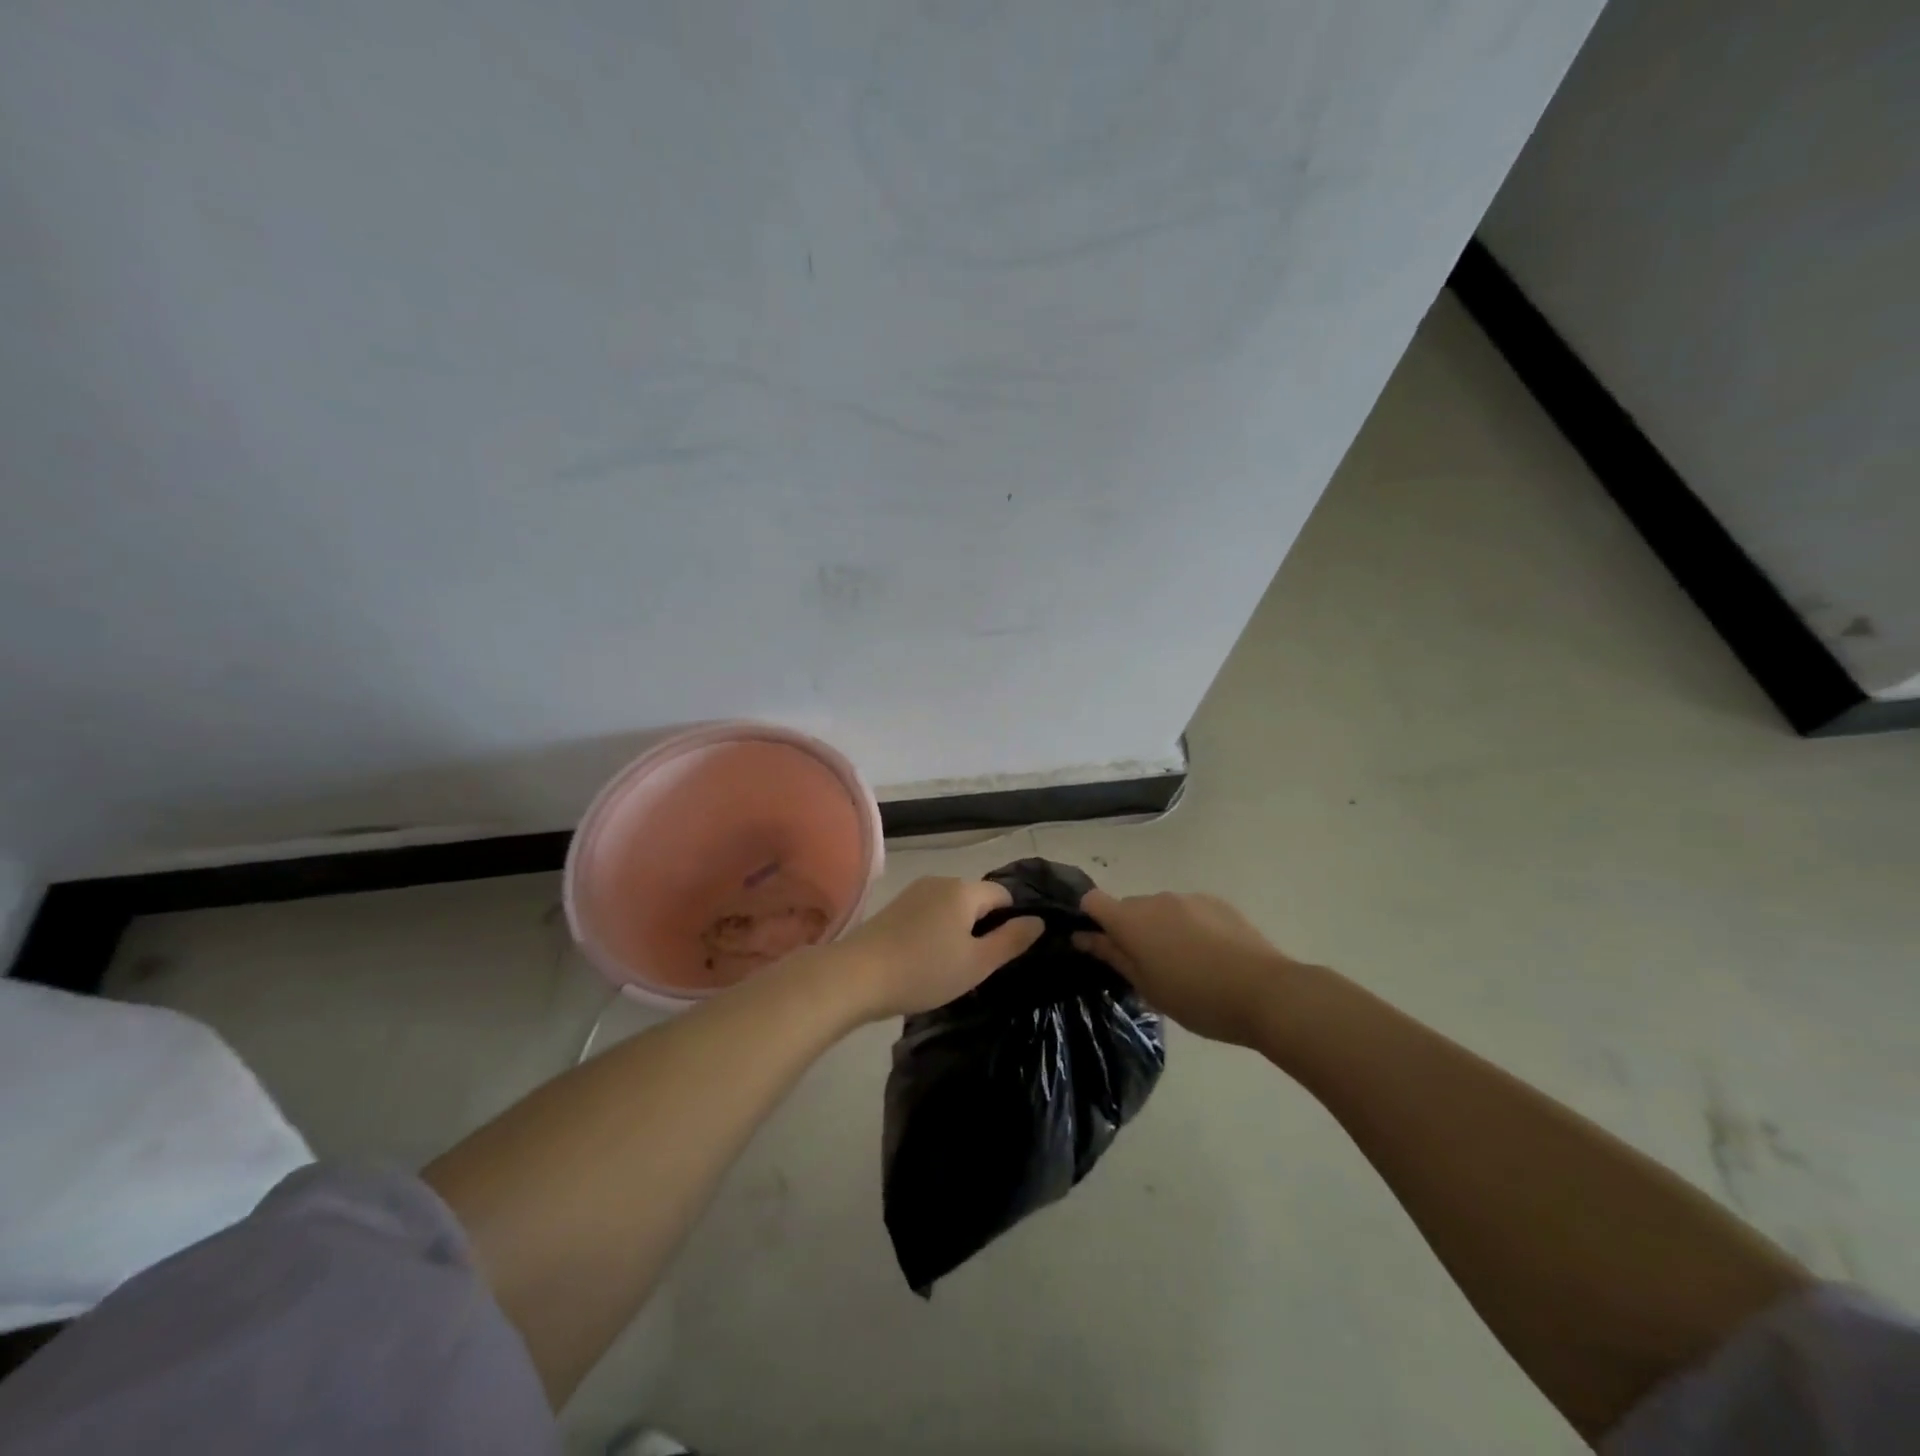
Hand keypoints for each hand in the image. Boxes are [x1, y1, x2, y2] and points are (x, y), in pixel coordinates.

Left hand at [837, 877, 1043, 1020]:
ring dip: (958, 930)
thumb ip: (1011, 941)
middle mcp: (940, 881)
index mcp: (964, 890)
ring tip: (950, 966)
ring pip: (951, 906)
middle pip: (976, 898)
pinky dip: (936, 930)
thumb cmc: (924, 971)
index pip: (1004, 895)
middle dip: (983, 927)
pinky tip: (925, 959)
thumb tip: (1038, 921)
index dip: (1010, 922)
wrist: (856, 976)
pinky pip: (929, 912)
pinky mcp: (894, 906)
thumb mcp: (977, 963)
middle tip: (978, 966)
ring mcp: (914, 891)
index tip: (1003, 954)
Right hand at [1074, 889, 1301, 1045]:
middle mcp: (1156, 899)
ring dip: (1161, 929)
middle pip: (1129, 907)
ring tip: (1185, 965)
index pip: (1093, 901)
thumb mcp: (1147, 987)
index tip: (1101, 946)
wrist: (1265, 992)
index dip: (1091, 919)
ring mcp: (1188, 898)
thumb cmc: (1197, 998)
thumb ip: (1113, 956)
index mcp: (1132, 920)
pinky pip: (1189, 910)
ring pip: (1160, 910)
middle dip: (1130, 931)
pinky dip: (1188, 927)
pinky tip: (1210, 956)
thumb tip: (1082, 936)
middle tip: (1148, 968)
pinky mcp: (1217, 902)